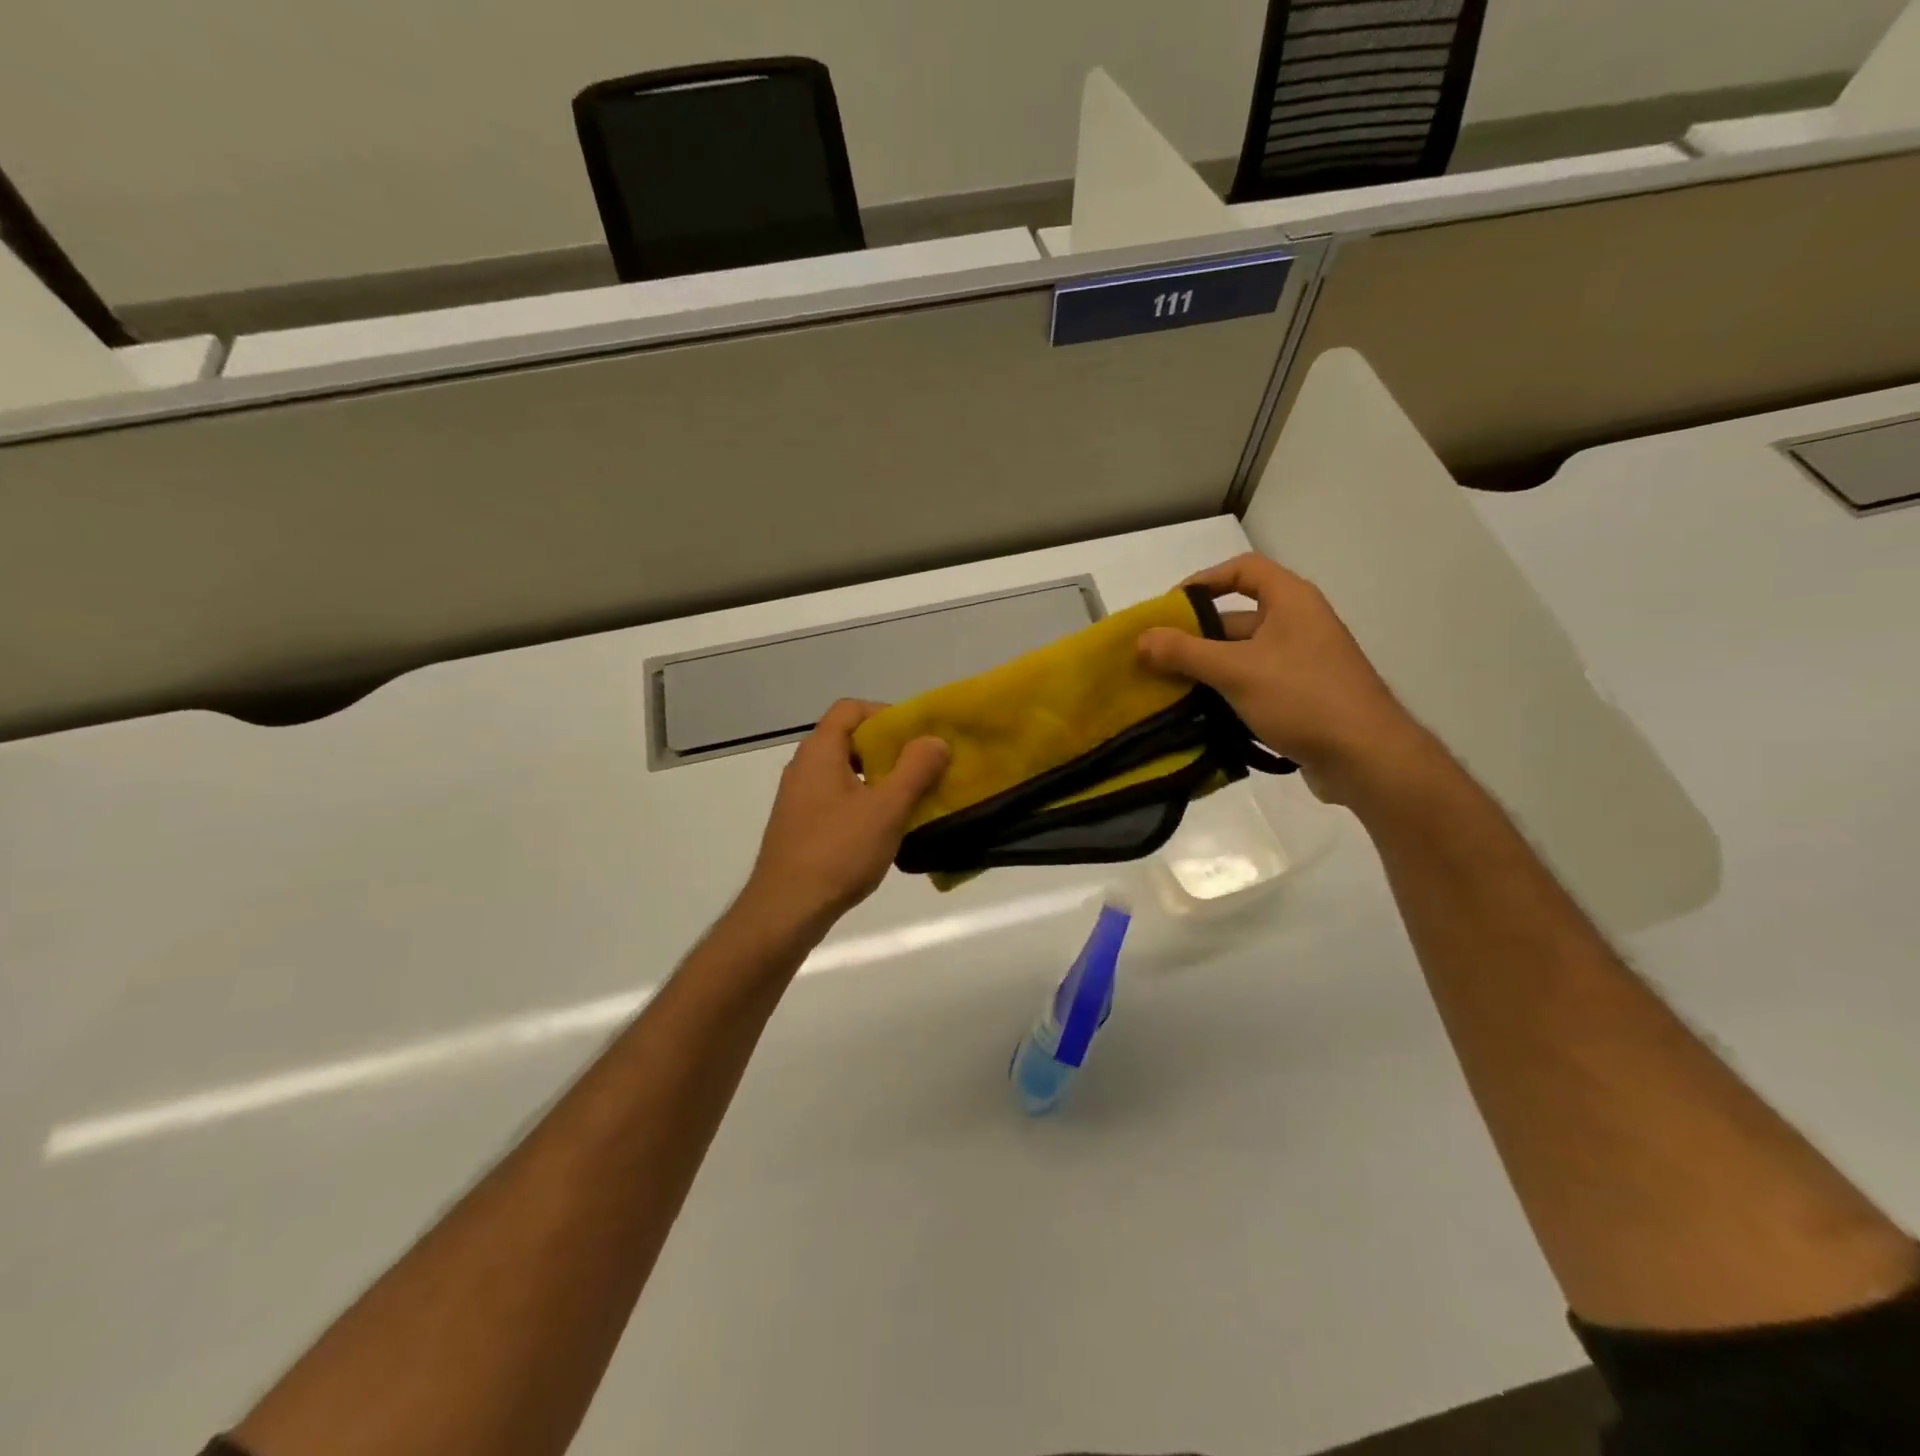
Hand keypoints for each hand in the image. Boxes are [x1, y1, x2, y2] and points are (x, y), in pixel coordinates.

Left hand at [736, 700, 949, 936]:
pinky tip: (883, 829)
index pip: (850, 709)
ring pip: (844, 772)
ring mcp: (798, 798)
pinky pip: (836, 798)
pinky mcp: (800, 825)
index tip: (916, 737)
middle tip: (921, 768)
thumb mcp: (886, 809)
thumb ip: (915, 769)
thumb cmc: (838, 851)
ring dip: (878, 778)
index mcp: (820, 752)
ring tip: (909, 799)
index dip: (885, 714)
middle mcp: (803, 767)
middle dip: (888, 749)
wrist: (786, 909)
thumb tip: (935, 740)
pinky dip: (862, 801)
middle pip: (848, 739)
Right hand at [1136, 553, 1434, 805]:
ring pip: (1242, 657)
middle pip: (1236, 619)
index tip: (1170, 606)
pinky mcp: (1302, 698)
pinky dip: (1227, 695)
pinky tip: (1199, 716)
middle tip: (1156, 658)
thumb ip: (1185, 653)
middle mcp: (1299, 625)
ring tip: (1167, 690)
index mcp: (1291, 601)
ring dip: (1207, 671)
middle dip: (1196, 637)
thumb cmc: (1302, 697)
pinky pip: (1255, 686)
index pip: (1244, 570)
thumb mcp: (1236, 670)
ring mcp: (1302, 663)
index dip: (1205, 581)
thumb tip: (1141, 639)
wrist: (1366, 757)